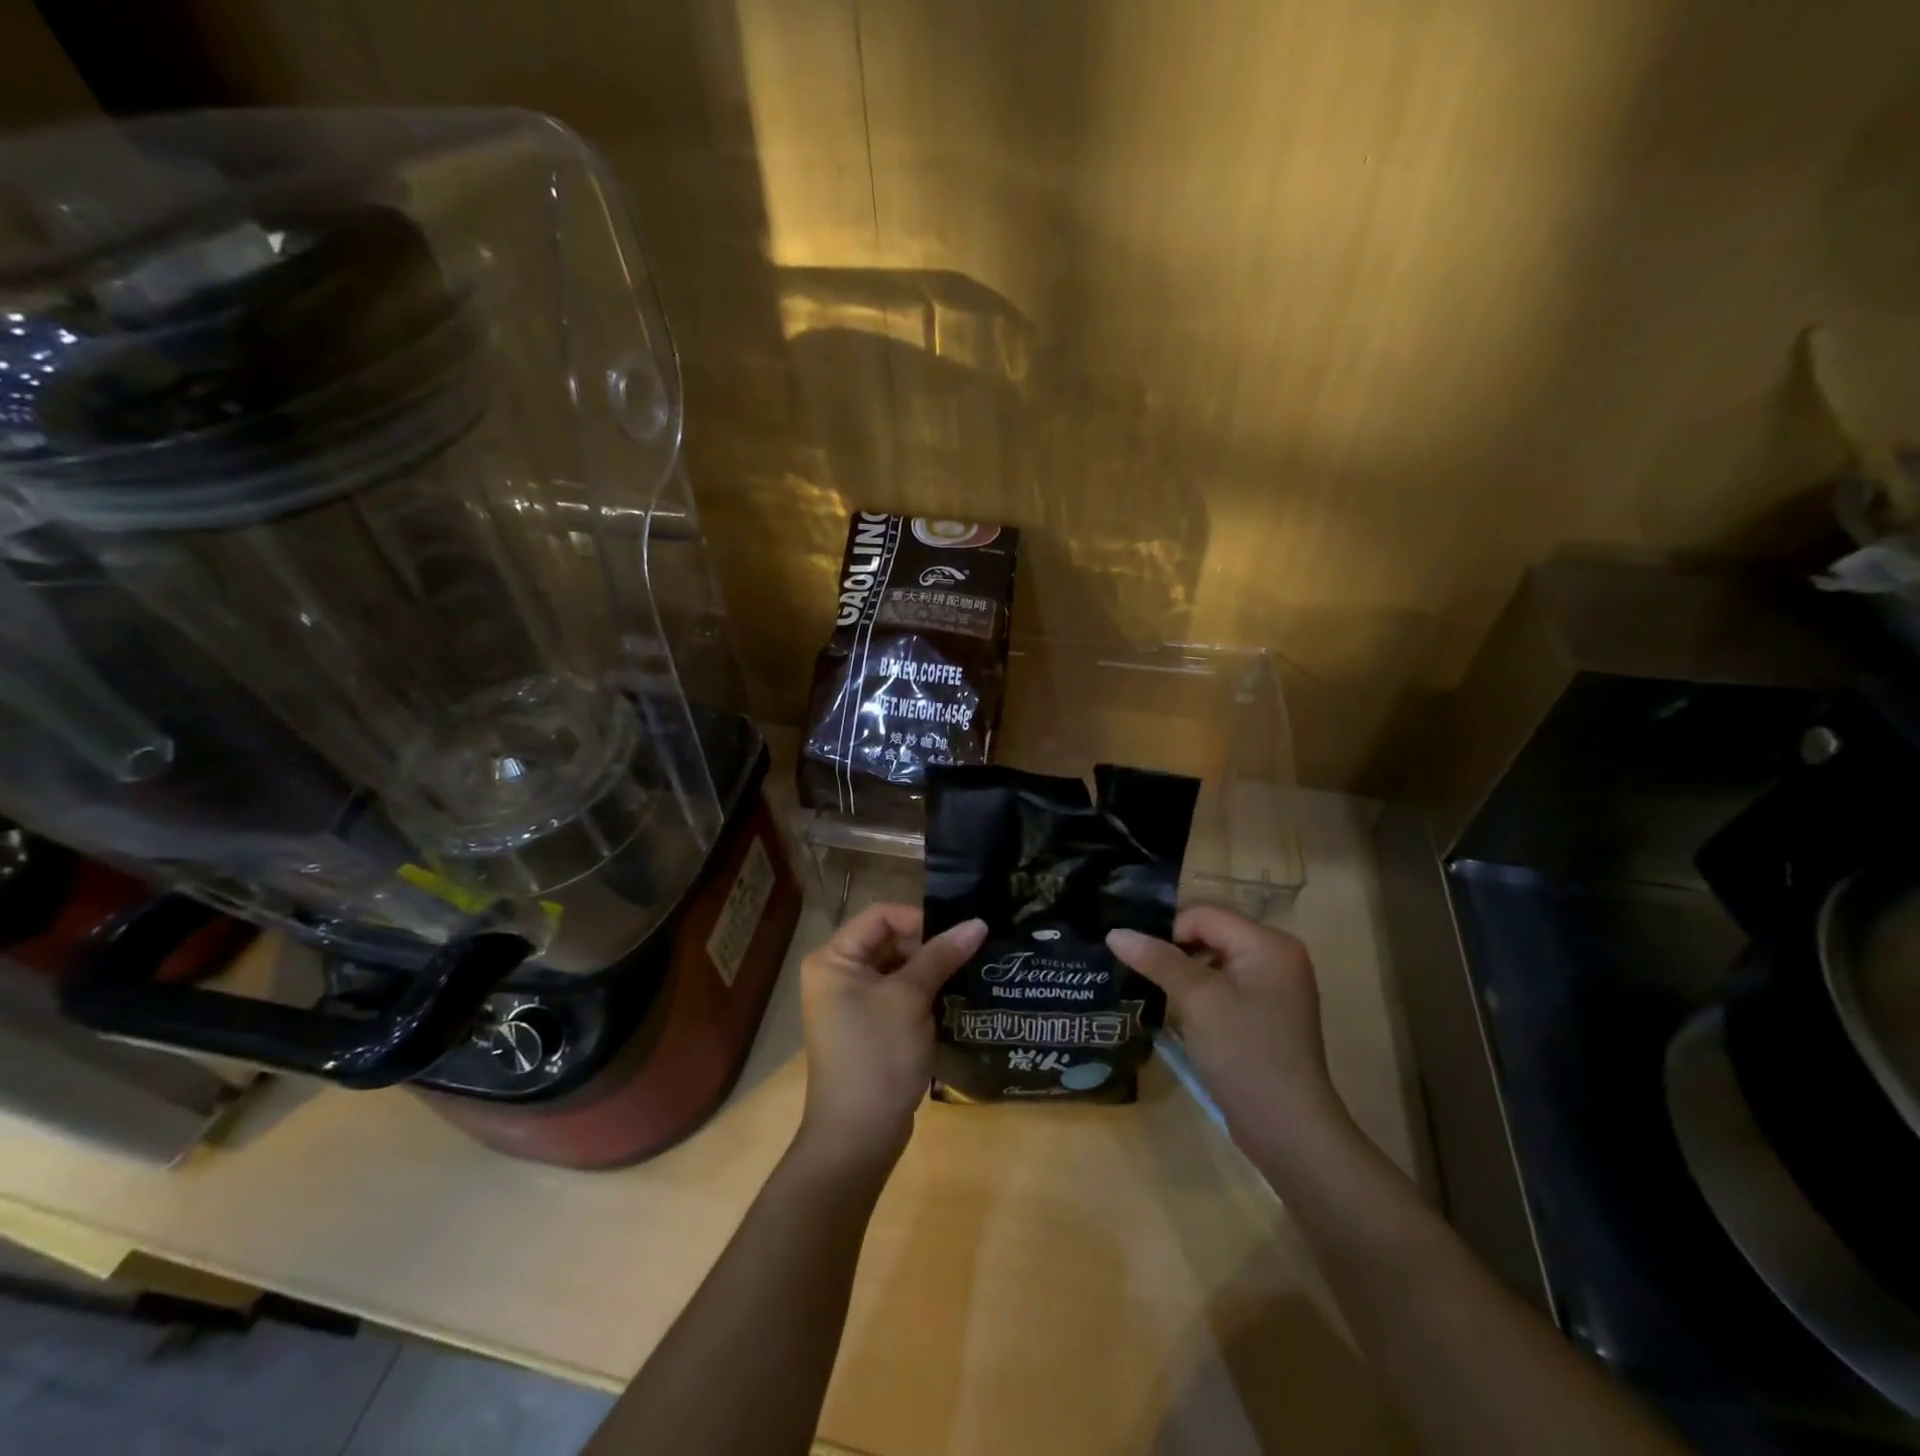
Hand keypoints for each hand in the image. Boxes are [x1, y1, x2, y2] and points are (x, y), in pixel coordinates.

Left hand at [798, 904, 985, 1161]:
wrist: (858, 1136)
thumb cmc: (877, 1055)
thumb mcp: (910, 998)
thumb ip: (942, 955)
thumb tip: (979, 922)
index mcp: (833, 959)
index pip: (881, 916)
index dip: (920, 918)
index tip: (958, 934)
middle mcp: (837, 974)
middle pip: (889, 940)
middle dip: (929, 945)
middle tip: (969, 952)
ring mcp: (851, 1002)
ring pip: (897, 968)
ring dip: (930, 969)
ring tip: (969, 970)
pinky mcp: (868, 1026)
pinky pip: (897, 994)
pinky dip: (924, 993)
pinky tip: (955, 997)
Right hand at [1108, 905, 1348, 1150]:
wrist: (1288, 1130)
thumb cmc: (1245, 1053)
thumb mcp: (1197, 1000)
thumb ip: (1158, 959)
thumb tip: (1115, 932)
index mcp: (1268, 943)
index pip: (1205, 914)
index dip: (1167, 929)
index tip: (1136, 954)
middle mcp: (1276, 956)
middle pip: (1210, 933)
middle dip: (1172, 948)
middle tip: (1135, 966)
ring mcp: (1274, 986)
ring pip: (1214, 959)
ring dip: (1182, 970)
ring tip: (1149, 985)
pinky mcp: (1265, 1013)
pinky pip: (1224, 984)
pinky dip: (1198, 990)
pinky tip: (1175, 1007)